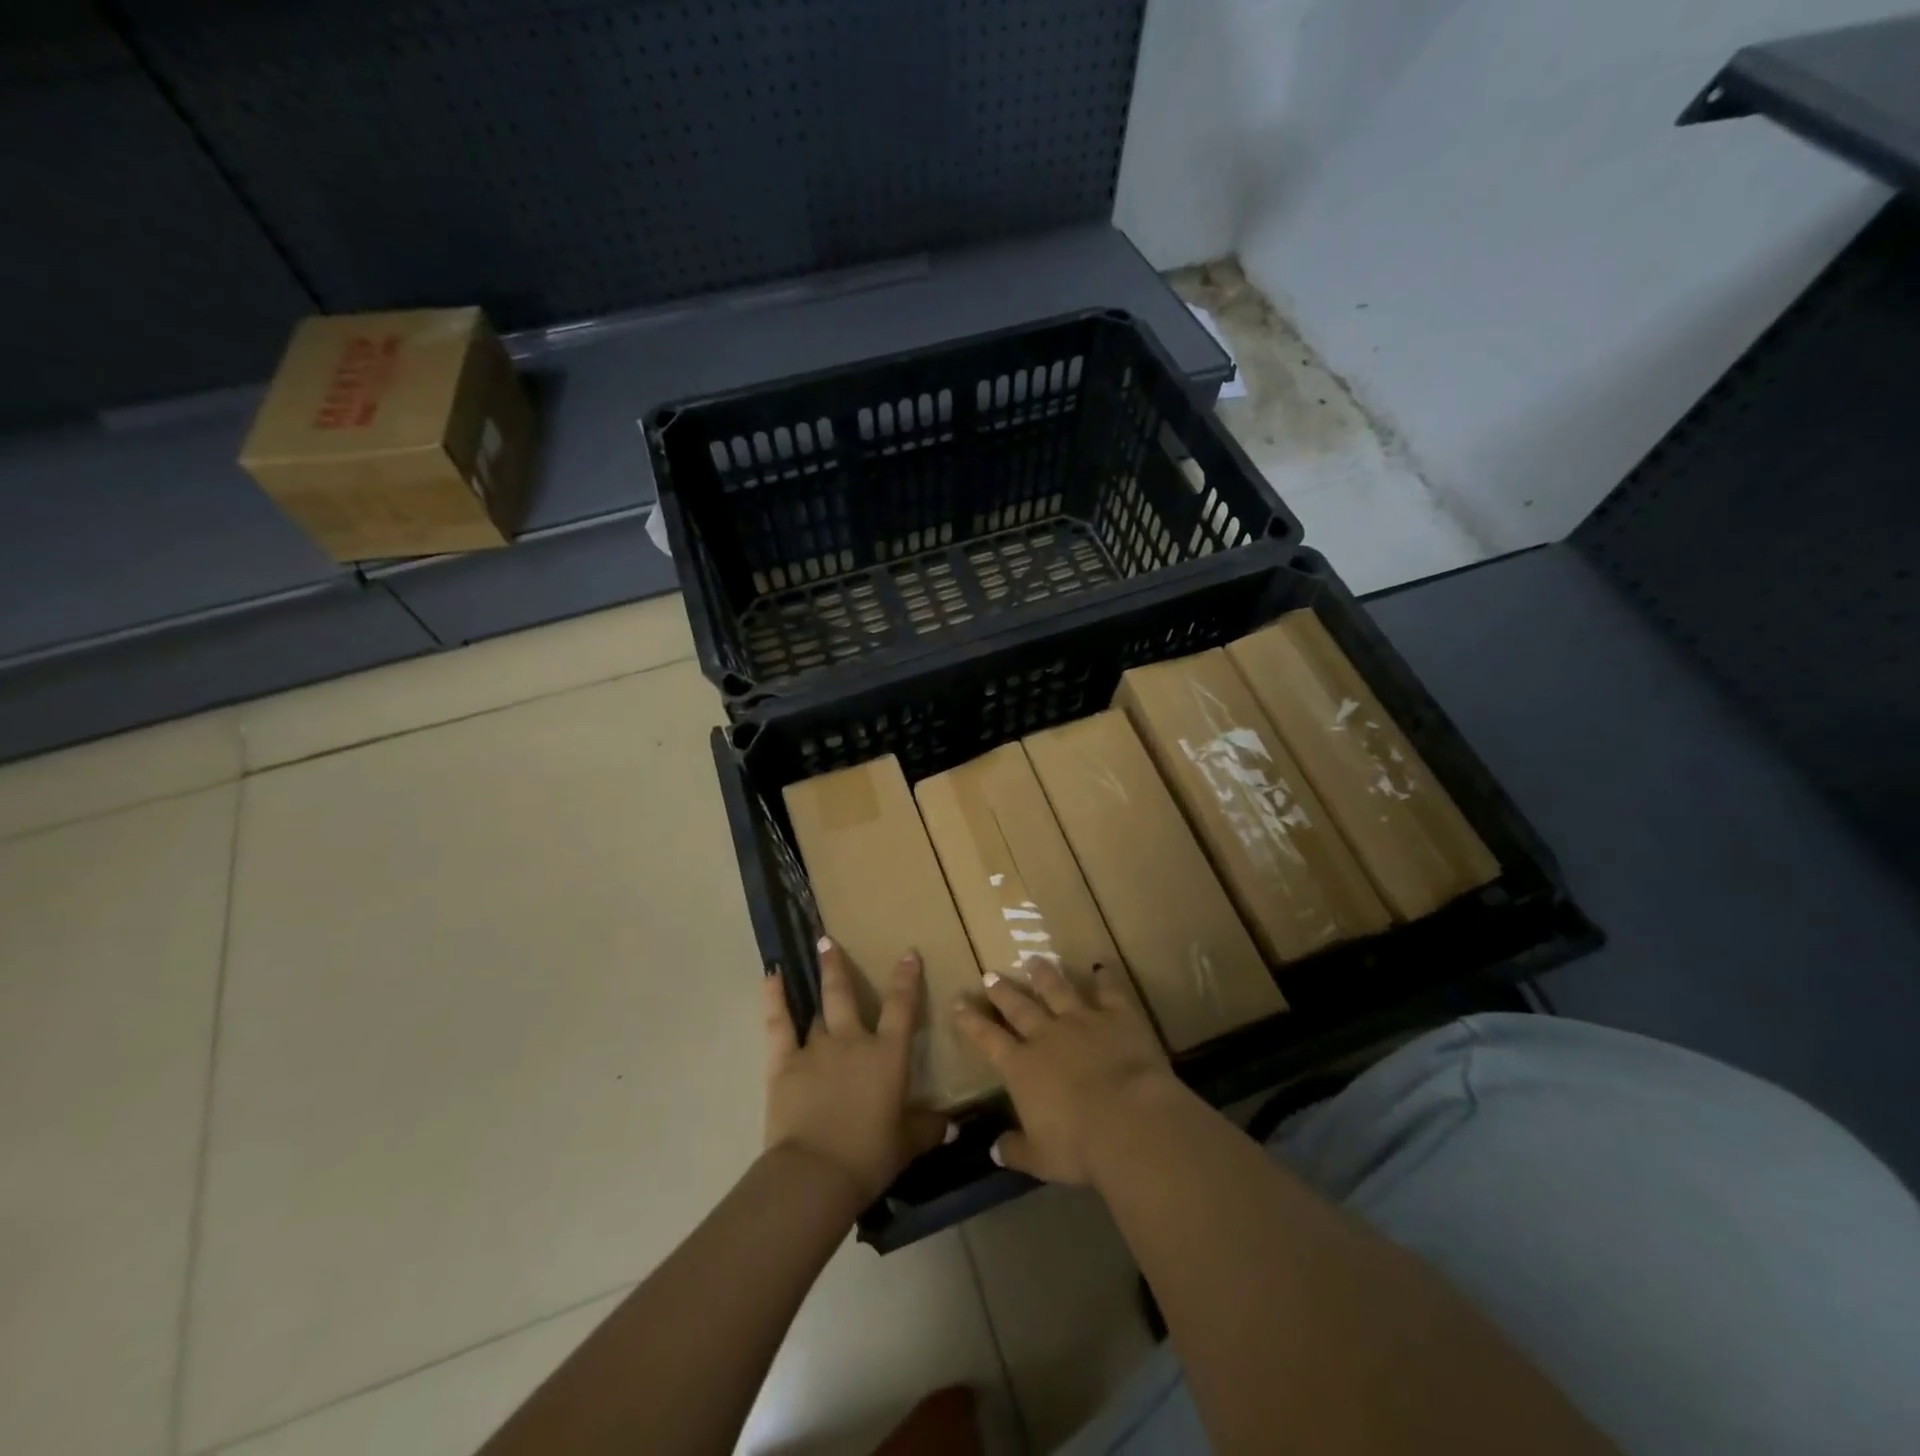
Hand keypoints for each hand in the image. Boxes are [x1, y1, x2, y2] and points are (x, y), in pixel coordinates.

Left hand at [763, 939, 949, 1206]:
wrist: (817, 1173)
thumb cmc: (869, 1156)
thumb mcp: (907, 1144)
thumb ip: (928, 1128)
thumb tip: (951, 1125)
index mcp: (888, 1055)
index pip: (901, 1007)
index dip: (906, 979)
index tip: (908, 953)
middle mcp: (853, 1041)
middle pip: (846, 995)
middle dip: (839, 966)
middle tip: (829, 940)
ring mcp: (816, 1048)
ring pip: (818, 1008)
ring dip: (818, 983)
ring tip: (816, 955)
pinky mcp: (784, 1062)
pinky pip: (778, 1023)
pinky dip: (774, 998)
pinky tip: (771, 975)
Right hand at [952, 958, 1182, 1185]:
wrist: (1130, 1121)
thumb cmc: (1079, 1147)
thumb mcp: (1041, 1159)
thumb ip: (1016, 1150)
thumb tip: (994, 1149)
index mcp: (1022, 1068)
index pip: (988, 1039)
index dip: (971, 1021)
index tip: (958, 1001)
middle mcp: (1047, 1036)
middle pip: (1019, 1007)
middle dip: (1003, 991)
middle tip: (990, 975)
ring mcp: (1082, 1020)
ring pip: (1058, 989)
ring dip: (1045, 974)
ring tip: (1034, 959)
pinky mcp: (1118, 1016)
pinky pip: (1109, 991)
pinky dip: (1105, 978)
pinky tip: (1102, 967)